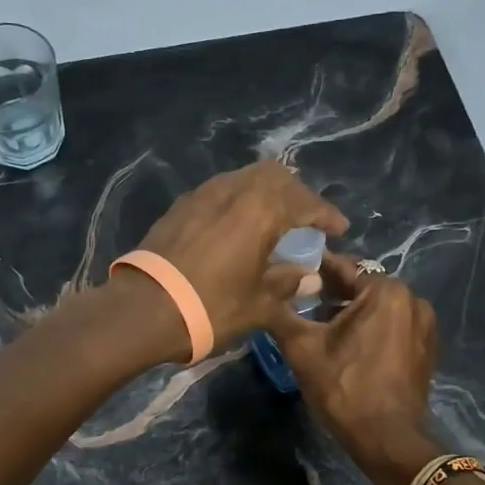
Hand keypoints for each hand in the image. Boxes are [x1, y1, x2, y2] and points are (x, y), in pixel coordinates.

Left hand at [134, 159, 347, 348]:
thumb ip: (288, 284)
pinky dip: (239, 201)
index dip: (326, 214)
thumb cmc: (211, 306)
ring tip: (274, 220)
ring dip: (266, 193)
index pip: (305, 202)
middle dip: (296, 193)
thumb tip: (310, 277)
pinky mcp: (181, 206)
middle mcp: (235, 190)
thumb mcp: (259, 303)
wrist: (145, 308)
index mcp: (262, 209)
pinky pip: (221, 191)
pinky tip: (239, 226)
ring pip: (245, 178)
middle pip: (275, 175)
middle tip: (306, 219)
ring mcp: (203, 194)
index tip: (340, 228)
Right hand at [268, 253, 442, 484]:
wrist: (387, 439)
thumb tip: (266, 292)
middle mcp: (413, 299)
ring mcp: (424, 325)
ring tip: (319, 325)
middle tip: (299, 302)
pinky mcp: (426, 348)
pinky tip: (346, 345)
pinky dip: (369, 328)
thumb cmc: (345, 388)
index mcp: (386, 291)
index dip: (312, 269)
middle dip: (331, 293)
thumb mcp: (303, 348)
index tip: (288, 273)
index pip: (342, 266)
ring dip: (350, 312)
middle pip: (361, 286)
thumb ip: (283, 312)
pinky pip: (391, 325)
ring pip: (377, 307)